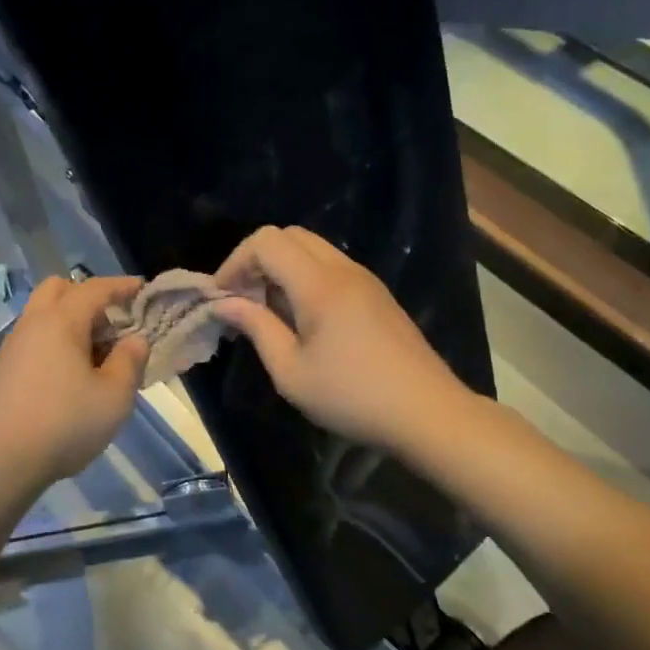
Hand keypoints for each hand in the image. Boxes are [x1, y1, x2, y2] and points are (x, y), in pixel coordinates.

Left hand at [0, 275, 148, 487]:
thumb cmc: (64, 423)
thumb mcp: (114, 397)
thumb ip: (129, 362)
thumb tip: (135, 340)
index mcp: (61, 321)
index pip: (94, 288)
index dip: (121, 285)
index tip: (141, 288)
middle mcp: (32, 323)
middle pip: (58, 289)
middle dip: (87, 295)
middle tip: (113, 321)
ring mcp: (12, 346)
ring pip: (42, 315)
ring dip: (70, 320)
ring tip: (96, 352)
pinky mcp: (2, 370)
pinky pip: (34, 339)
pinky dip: (54, 341)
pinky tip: (69, 374)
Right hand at [209, 226, 469, 452]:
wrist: (428, 413)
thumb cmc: (352, 397)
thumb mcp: (291, 371)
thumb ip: (256, 328)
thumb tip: (223, 303)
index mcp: (319, 284)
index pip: (267, 241)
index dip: (235, 261)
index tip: (221, 296)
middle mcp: (343, 269)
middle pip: (289, 235)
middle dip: (256, 260)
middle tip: (242, 299)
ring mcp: (364, 279)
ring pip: (311, 248)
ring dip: (280, 268)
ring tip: (267, 311)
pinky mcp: (375, 294)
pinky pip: (329, 266)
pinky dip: (303, 277)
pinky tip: (300, 319)